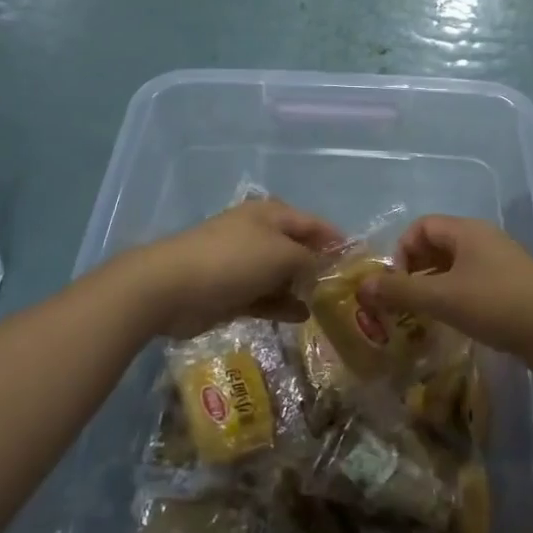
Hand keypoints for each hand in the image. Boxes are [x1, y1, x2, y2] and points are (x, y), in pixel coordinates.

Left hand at [124, 198, 341, 338]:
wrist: (171, 288)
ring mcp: (243, 264)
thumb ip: (310, 260)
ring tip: (329, 308)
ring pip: (282, 275)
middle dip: (321, 267)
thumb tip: (325, 267)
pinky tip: (302, 318)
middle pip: (298, 249)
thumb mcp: (281, 254)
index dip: (337, 240)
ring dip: (302, 288)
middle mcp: (259, 235)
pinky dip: (282, 305)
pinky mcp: (231, 292)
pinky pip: (265, 297)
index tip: (361, 262)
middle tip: (348, 292)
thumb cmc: (233, 260)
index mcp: (271, 215)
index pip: (314, 224)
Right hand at [356, 216, 532, 377]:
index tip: (397, 284)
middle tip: (402, 304)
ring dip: (432, 289)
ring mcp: (498, 266)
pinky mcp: (509, 290)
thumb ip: (400, 291)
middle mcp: (482, 241)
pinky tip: (450, 326)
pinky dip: (454, 301)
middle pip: (436, 247)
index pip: (421, 227)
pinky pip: (470, 287)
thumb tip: (361, 286)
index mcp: (467, 231)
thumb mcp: (443, 297)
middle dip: (414, 272)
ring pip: (453, 270)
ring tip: (420, 319)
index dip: (402, 251)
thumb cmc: (498, 304)